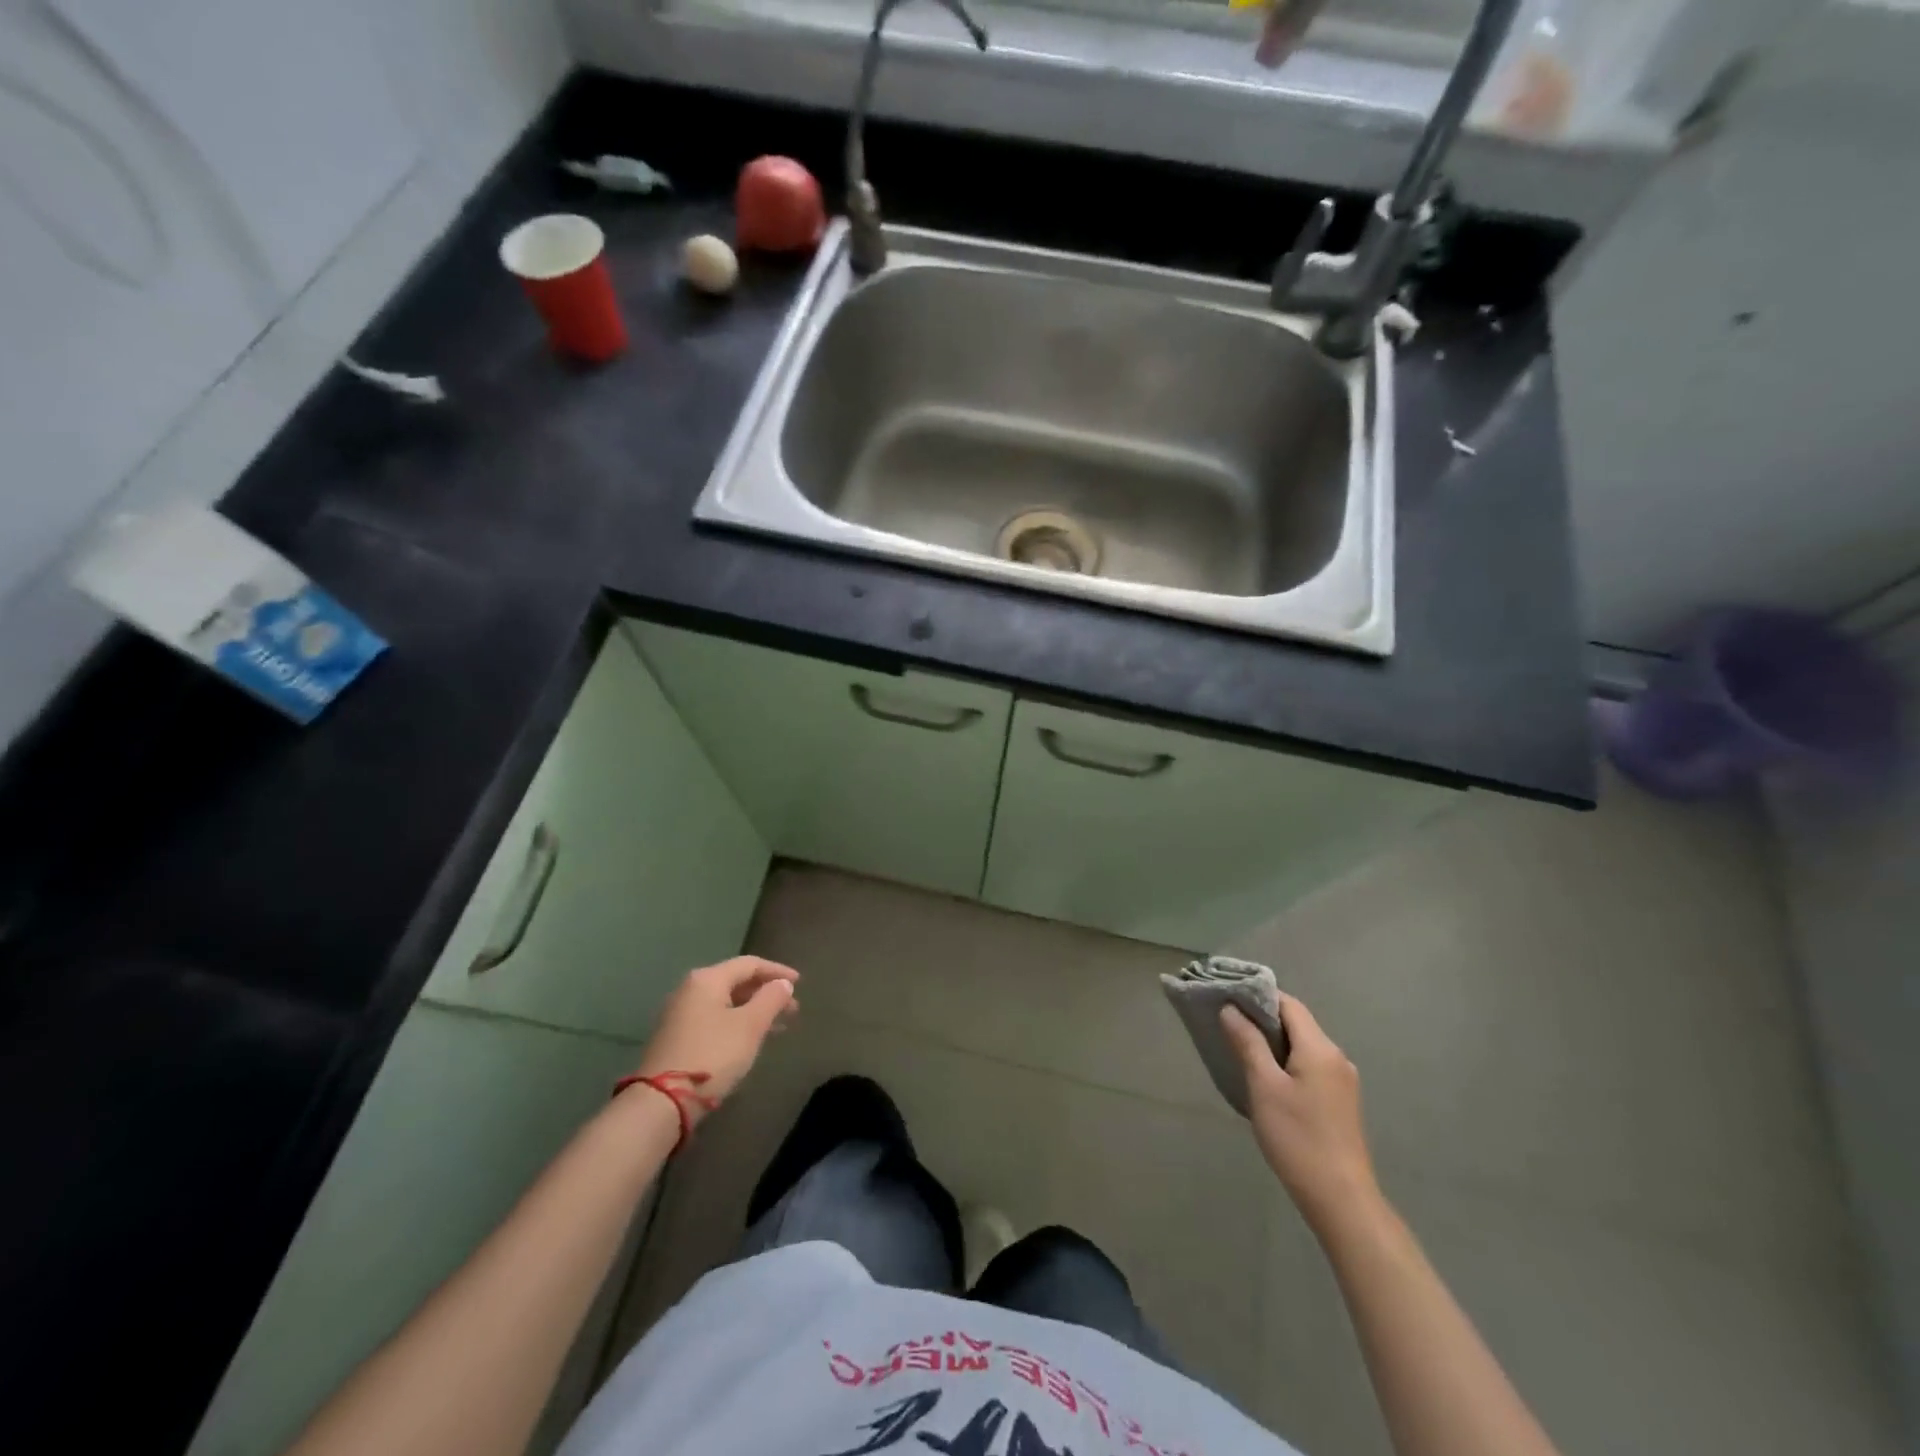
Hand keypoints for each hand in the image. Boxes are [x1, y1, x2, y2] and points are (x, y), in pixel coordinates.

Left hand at [631, 957, 799, 1123]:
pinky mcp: (675, 1036)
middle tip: (792, 1009)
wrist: (662, 1101)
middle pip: (736, 981)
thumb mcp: (750, 1026)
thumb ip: (771, 999)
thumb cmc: (712, 1055)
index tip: (799, 983)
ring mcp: (680, 1013)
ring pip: (726, 1002)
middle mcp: (690, 989)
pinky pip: (714, 1018)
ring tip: (777, 1026)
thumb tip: (783, 983)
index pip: (749, 964)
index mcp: (707, 979)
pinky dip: (737, 1022)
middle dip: (766, 993)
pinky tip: (750, 1039)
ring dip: (753, 1010)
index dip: (777, 971)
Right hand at [1221, 993, 1380, 1237]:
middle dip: (1263, 1018)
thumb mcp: (1264, 1087)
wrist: (1341, 1200)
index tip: (1228, 998)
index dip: (1258, 996)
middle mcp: (1336, 1057)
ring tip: (1241, 1048)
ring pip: (1303, 1046)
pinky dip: (1287, 1061)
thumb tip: (1231, 1009)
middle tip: (1227, 1022)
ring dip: (1274, 1042)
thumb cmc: (1298, 1138)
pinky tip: (1267, 1078)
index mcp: (1320, 1048)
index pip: (1288, 1004)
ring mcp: (1342, 1081)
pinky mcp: (1341, 1102)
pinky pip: (1310, 1066)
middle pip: (1297, 1023)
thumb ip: (1248, 1043)